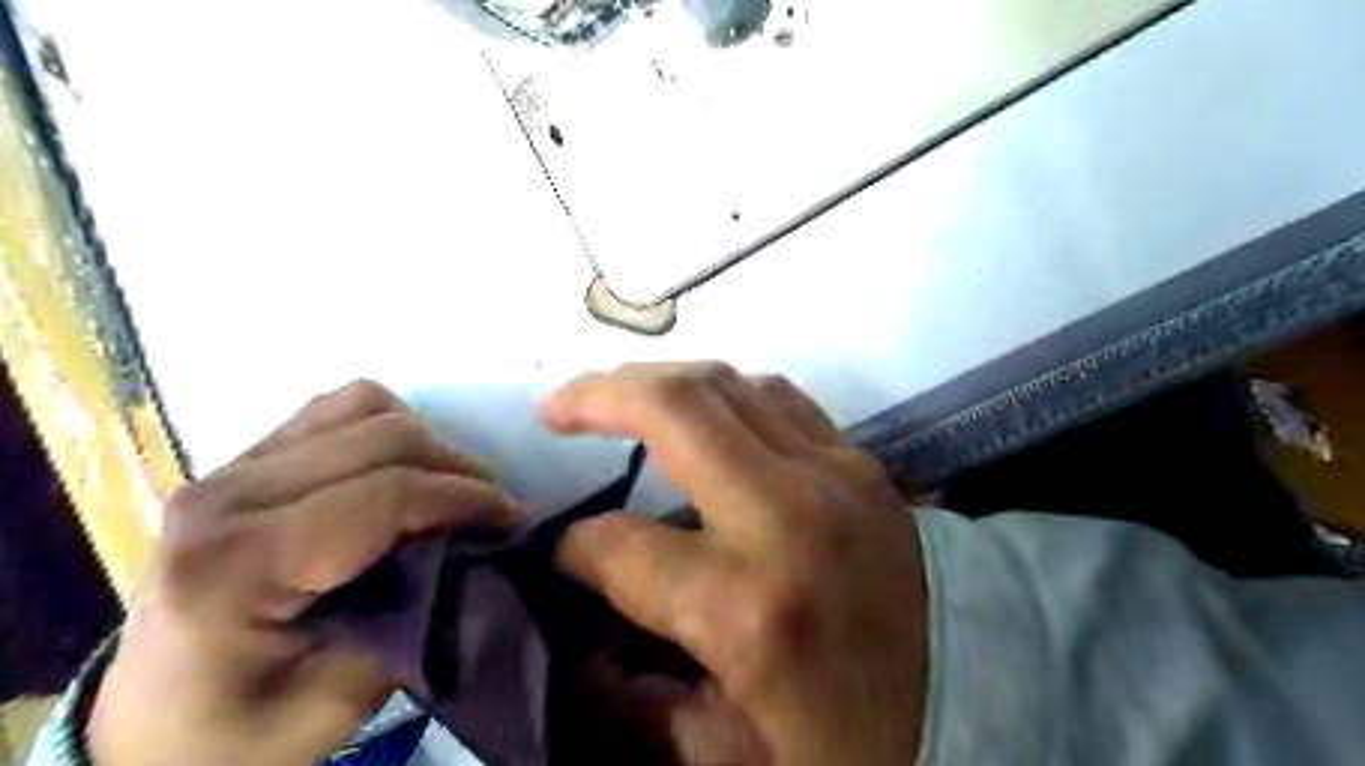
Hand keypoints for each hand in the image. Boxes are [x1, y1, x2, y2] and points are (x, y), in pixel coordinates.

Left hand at [88, 380, 516, 763]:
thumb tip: (472, 554)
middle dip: (457, 467)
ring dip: (425, 440)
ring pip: (361, 406)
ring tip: (448, 487)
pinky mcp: (242, 460)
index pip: (383, 495)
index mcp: (237, 567)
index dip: (463, 498)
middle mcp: (225, 497)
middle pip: (381, 437)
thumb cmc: (238, 732)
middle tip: (491, 508)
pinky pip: (336, 409)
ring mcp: (229, 468)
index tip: (511, 517)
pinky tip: (402, 469)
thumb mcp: (335, 705)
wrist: (148, 727)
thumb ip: (410, 624)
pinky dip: (387, 426)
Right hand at [546, 361, 927, 764]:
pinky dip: (724, 392)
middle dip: (597, 397)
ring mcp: (833, 472)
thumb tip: (577, 635)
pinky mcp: (858, 460)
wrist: (976, 703)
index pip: (621, 546)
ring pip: (726, 383)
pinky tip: (701, 411)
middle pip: (674, 410)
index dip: (574, 549)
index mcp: (748, 606)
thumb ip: (631, 698)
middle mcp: (788, 515)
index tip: (563, 555)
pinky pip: (777, 396)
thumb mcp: (723, 755)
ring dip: (658, 381)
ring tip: (617, 398)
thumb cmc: (848, 742)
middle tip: (554, 406)